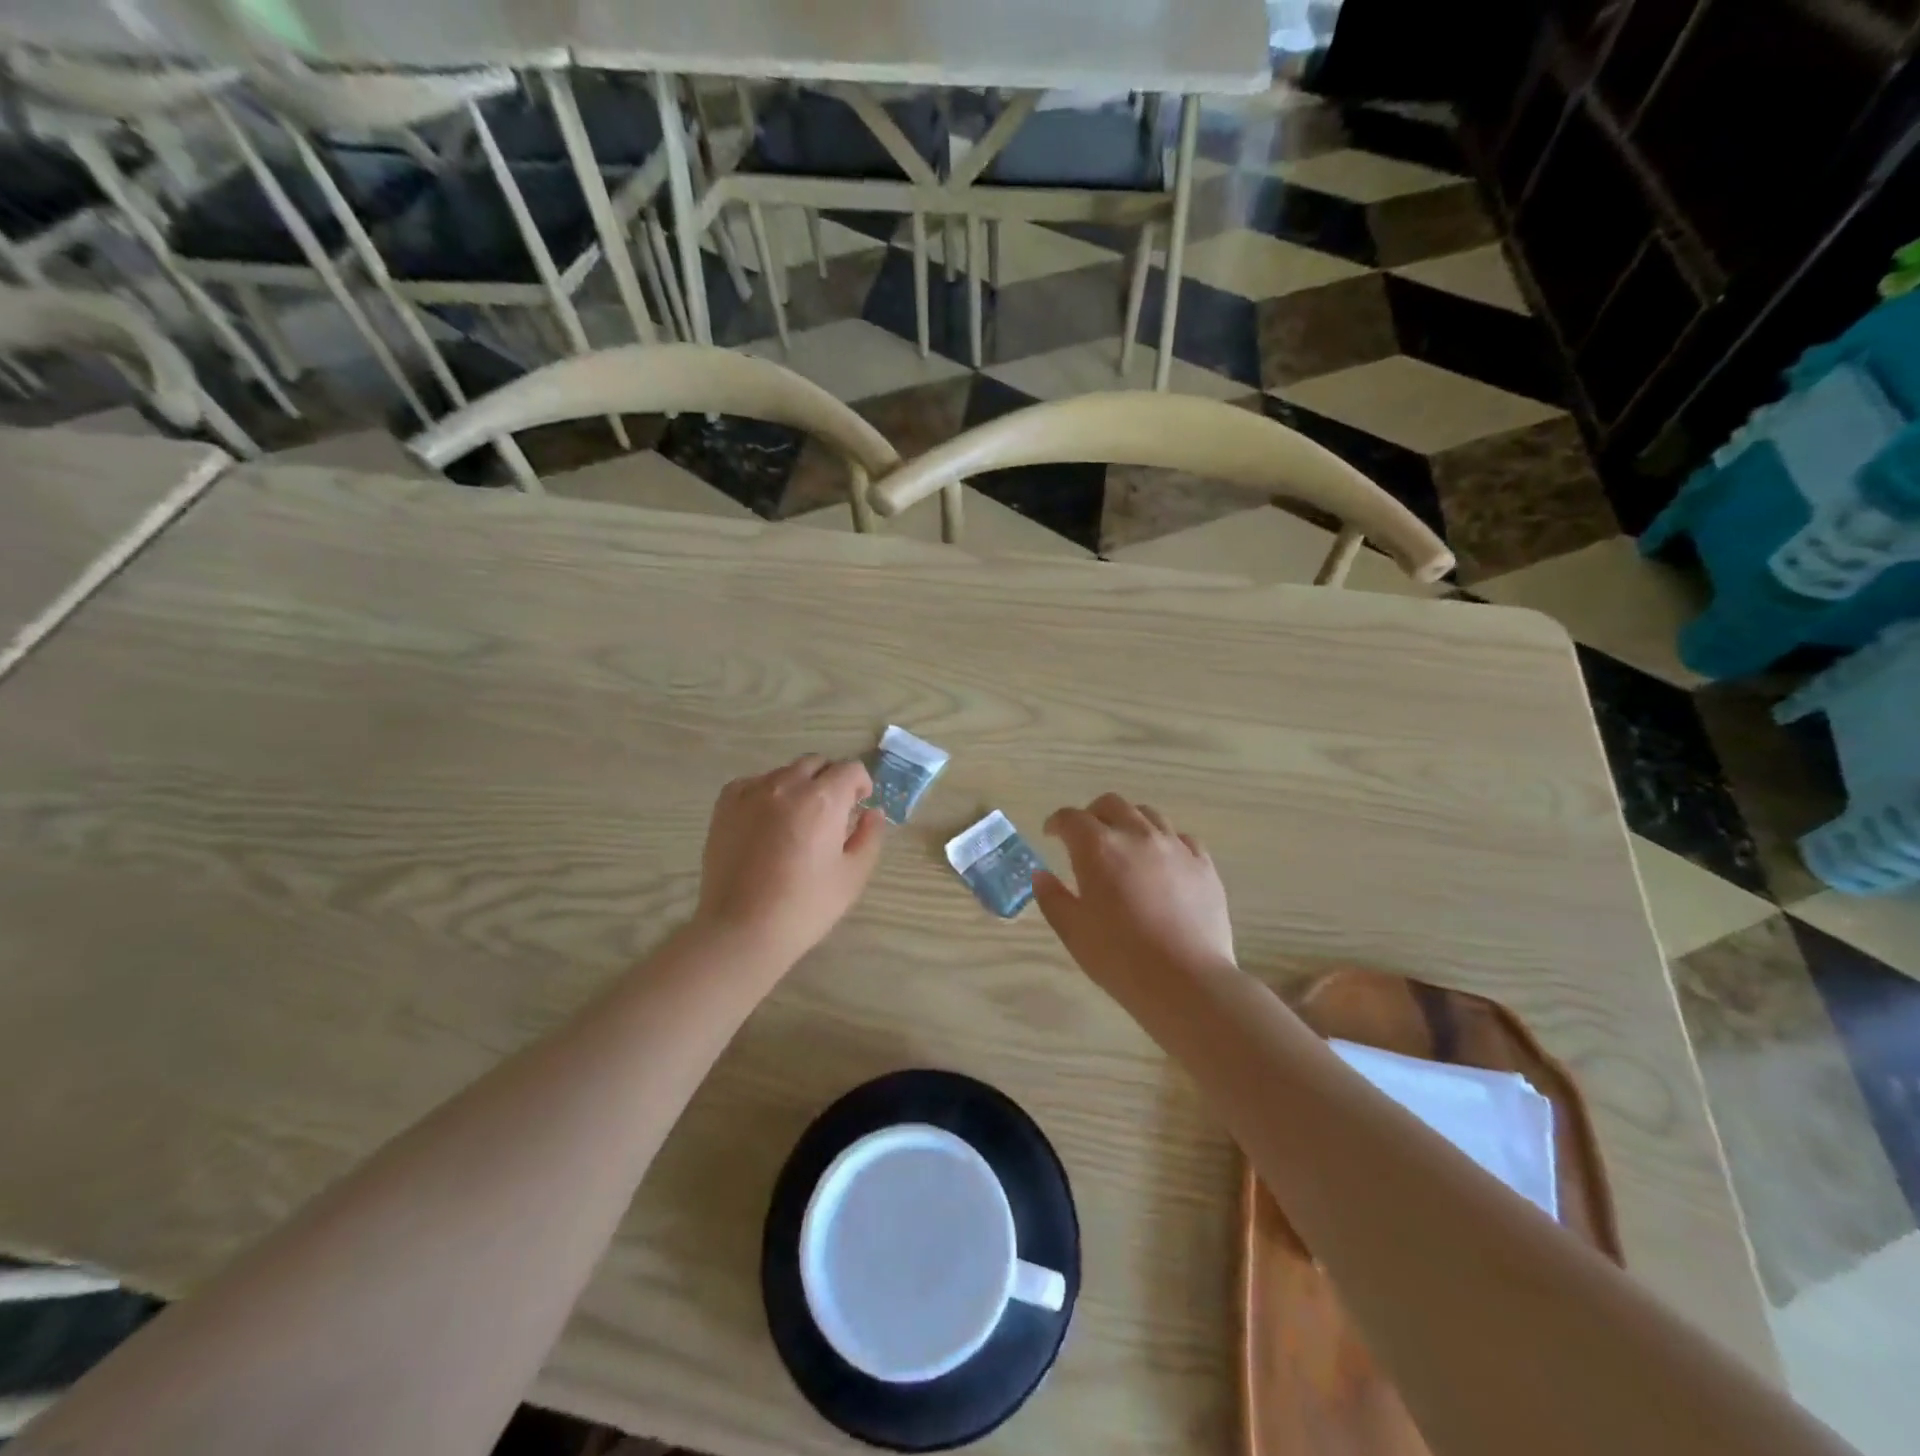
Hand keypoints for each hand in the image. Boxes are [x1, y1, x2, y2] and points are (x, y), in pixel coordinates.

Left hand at [692, 756, 886, 966]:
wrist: (742, 930)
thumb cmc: (805, 906)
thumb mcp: (853, 876)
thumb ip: (870, 837)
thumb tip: (873, 813)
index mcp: (823, 799)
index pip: (850, 769)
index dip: (860, 785)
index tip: (859, 806)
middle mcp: (787, 785)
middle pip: (817, 763)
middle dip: (831, 780)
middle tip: (832, 813)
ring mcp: (752, 792)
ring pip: (785, 772)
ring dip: (799, 786)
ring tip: (797, 820)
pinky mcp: (725, 805)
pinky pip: (754, 783)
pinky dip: (767, 793)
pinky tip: (767, 822)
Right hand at [1033, 794, 1235, 996]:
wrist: (1186, 982)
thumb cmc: (1120, 958)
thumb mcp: (1073, 931)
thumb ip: (1052, 897)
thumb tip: (1041, 874)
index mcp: (1098, 848)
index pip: (1071, 818)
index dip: (1056, 823)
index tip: (1051, 835)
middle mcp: (1137, 835)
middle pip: (1111, 804)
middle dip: (1093, 815)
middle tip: (1086, 838)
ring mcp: (1175, 846)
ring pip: (1148, 814)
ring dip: (1129, 822)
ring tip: (1125, 846)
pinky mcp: (1203, 864)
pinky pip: (1182, 838)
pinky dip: (1165, 842)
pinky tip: (1162, 863)